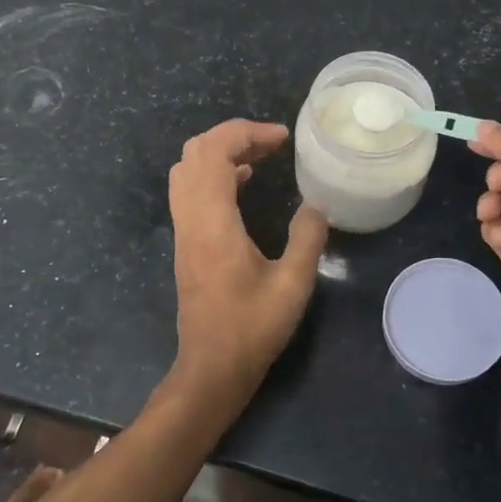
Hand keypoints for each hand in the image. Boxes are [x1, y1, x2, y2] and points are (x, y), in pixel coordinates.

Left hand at [168, 120, 328, 409]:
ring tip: (262, 155)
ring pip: (188, 169)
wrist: (211, 368)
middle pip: (195, 152)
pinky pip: (190, 189)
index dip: (246, 133)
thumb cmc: (252, 329)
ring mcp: (184, 230)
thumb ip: (307, 238)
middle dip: (233, 136)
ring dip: (221, 152)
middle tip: (272, 143)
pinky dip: (214, 172)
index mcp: (213, 222)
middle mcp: (191, 219)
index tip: (282, 138)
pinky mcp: (186, 242)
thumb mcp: (293, 285)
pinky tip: (244, 181)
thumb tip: (316, 204)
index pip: (214, 152)